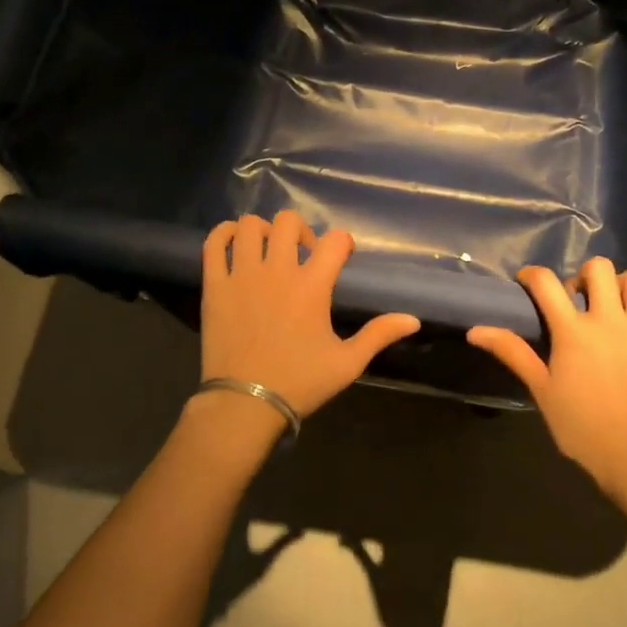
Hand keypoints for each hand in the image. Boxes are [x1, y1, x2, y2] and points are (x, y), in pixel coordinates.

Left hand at [198, 212, 420, 422]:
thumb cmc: (300, 383)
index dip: (343, 243)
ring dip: (264, 230)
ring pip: (250, 226)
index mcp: (312, 287)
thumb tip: (413, 319)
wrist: (245, 404)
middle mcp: (277, 271)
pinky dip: (224, 234)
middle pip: (289, 222)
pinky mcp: (215, 285)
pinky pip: (214, 243)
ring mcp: (242, 275)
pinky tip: (235, 243)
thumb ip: (379, 335)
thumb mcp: (348, 363)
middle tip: (302, 254)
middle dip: (301, 230)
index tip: (341, 257)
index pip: (335, 240)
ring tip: (268, 250)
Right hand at [467, 258, 626, 499]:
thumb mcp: (541, 388)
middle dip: (582, 276)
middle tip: (575, 300)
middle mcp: (612, 321)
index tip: (527, 284)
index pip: (547, 283)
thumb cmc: (579, 427)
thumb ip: (512, 352)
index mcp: (574, 331)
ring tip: (613, 304)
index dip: (532, 275)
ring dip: (624, 285)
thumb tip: (475, 330)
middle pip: (599, 268)